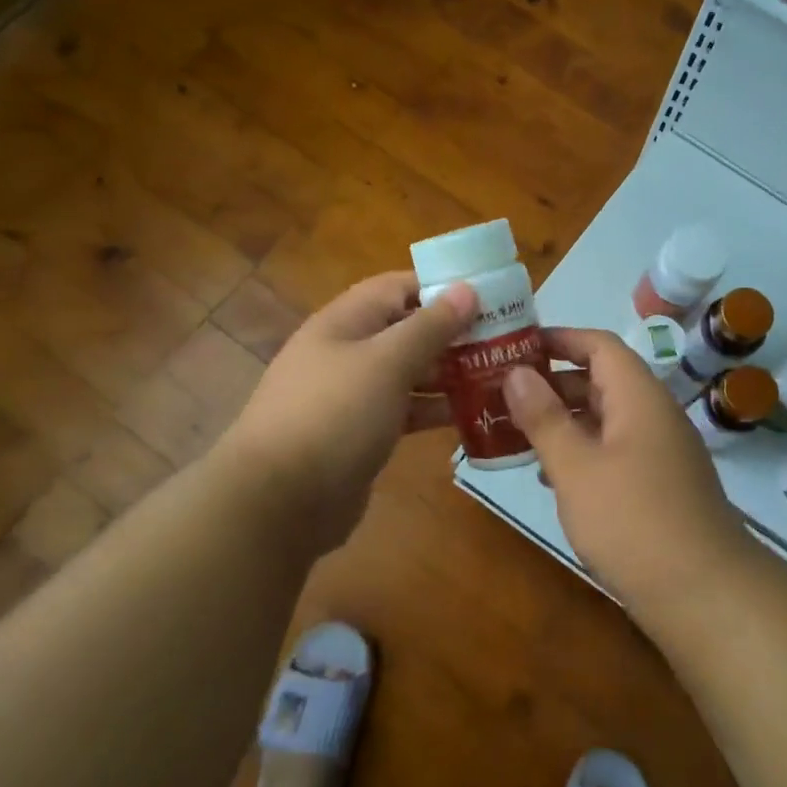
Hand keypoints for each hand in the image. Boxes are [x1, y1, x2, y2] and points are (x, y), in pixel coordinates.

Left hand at [222, 271, 477, 554]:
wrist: (280, 500)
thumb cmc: (335, 415)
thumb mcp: (386, 362)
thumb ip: (428, 327)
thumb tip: (465, 288)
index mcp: (345, 322)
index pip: (397, 287)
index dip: (441, 287)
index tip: (490, 296)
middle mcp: (346, 352)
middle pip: (406, 330)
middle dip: (453, 334)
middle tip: (506, 341)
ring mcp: (352, 396)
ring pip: (408, 373)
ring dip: (448, 374)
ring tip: (499, 377)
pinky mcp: (360, 434)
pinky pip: (403, 411)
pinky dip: (433, 410)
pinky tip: (471, 415)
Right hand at [503, 328, 748, 599]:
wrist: (705, 595)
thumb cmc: (633, 520)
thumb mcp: (576, 467)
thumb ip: (544, 418)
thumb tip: (516, 372)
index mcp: (639, 397)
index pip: (599, 345)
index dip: (558, 338)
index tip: (514, 345)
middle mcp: (653, 415)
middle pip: (601, 380)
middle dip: (552, 382)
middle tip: (501, 391)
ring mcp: (660, 452)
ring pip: (605, 419)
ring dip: (563, 419)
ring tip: (514, 430)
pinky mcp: (659, 486)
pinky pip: (614, 451)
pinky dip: (581, 452)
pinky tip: (549, 474)